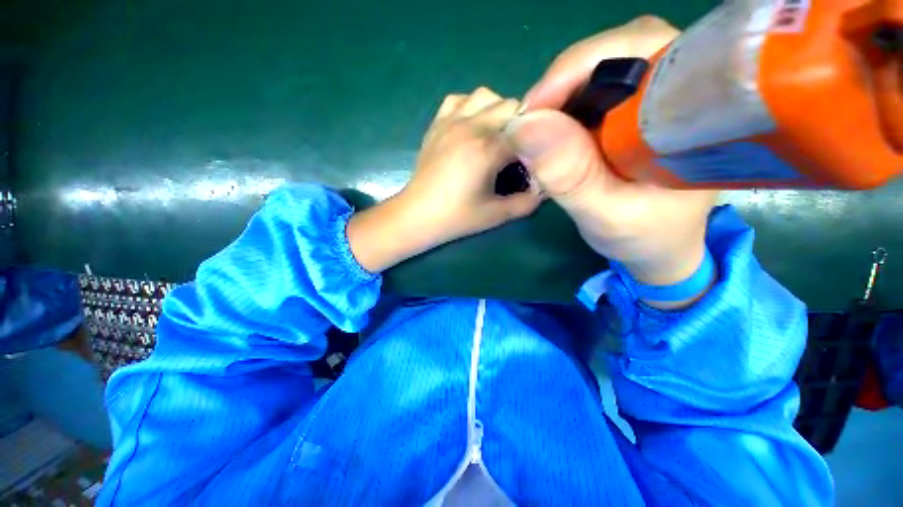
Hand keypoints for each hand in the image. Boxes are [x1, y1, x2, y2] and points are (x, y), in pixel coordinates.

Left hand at [348, 87, 542, 272]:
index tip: (531, 164)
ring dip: (497, 111)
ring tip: (494, 137)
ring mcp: (450, 122)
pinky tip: (471, 127)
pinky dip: (471, 107)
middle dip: (521, 127)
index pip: (528, 132)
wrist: (417, 215)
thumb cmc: (456, 218)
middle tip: (515, 153)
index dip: (536, 147)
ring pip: (486, 95)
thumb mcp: (496, 215)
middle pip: (511, 106)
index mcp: (487, 149)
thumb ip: (527, 201)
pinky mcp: (436, 124)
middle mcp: (470, 127)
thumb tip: (545, 187)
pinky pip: (458, 100)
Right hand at [506, 17, 718, 306]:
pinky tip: (552, 135)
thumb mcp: (605, 213)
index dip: (575, 72)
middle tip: (530, 126)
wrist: (659, 245)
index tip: (532, 114)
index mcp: (695, 104)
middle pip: (612, 50)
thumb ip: (570, 175)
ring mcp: (655, 93)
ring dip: (559, 97)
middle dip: (562, 85)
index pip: (635, 50)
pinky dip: (563, 108)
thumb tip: (523, 127)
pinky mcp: (633, 108)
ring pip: (598, 67)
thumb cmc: (644, 235)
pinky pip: (591, 90)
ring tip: (537, 134)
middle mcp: (680, 84)